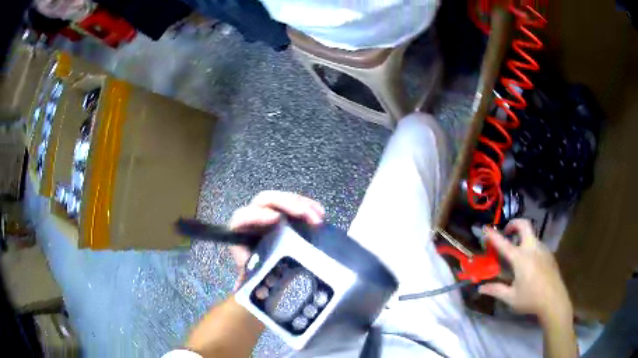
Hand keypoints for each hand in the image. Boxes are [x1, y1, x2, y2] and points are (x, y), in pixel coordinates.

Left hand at [228, 191, 324, 290]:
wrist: (260, 265)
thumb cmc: (253, 268)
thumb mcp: (252, 274)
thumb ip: (250, 280)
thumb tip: (252, 291)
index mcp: (240, 231)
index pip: (243, 217)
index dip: (257, 216)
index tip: (277, 219)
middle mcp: (253, 216)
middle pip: (266, 200)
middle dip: (288, 205)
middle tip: (309, 216)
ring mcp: (269, 211)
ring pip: (282, 199)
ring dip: (303, 205)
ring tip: (319, 218)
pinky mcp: (284, 212)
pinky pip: (294, 202)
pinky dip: (308, 205)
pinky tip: (320, 213)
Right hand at [479, 219, 572, 322]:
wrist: (554, 300)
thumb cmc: (531, 299)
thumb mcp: (511, 298)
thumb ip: (496, 290)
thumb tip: (480, 288)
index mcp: (521, 258)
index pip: (504, 244)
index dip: (493, 235)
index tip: (485, 228)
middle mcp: (532, 248)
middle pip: (524, 225)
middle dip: (514, 224)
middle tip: (507, 232)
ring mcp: (543, 249)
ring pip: (532, 235)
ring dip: (522, 237)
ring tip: (517, 252)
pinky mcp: (549, 254)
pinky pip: (537, 244)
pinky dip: (530, 246)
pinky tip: (529, 263)